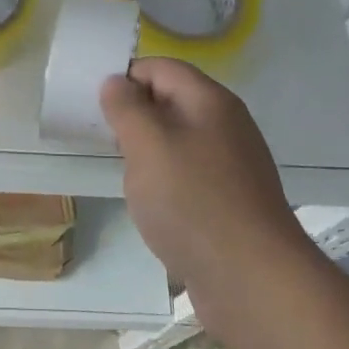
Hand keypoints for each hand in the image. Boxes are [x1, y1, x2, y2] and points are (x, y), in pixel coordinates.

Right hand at [100, 58, 314, 310]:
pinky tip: (153, 206)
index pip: (161, 68)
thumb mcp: (147, 145)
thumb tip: (116, 82)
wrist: (252, 281)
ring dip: (148, 153)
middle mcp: (226, 126)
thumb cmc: (193, 201)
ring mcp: (232, 166)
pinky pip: (190, 176)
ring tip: (125, 175)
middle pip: (172, 102)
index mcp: (210, 102)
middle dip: (134, 116)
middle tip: (103, 139)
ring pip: (179, 142)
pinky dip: (166, 183)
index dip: (126, 78)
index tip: (95, 105)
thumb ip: (127, 108)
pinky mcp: (231, 202)